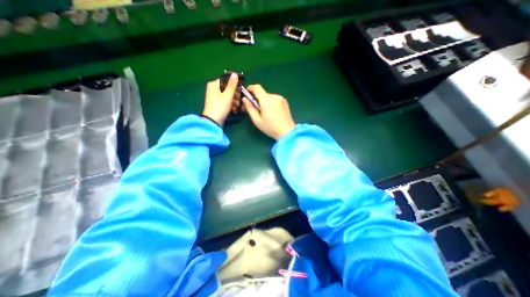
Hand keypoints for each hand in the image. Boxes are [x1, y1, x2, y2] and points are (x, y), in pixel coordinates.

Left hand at [204, 73, 239, 125]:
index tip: (241, 89)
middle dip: (235, 94)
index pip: (226, 80)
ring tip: (239, 106)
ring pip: (227, 95)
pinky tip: (235, 109)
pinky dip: (231, 104)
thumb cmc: (220, 106)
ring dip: (234, 100)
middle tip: (241, 99)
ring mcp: (215, 97)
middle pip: (227, 88)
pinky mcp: (217, 104)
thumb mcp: (228, 95)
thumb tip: (235, 74)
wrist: (213, 120)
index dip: (235, 84)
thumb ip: (232, 85)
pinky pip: (225, 101)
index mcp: (214, 84)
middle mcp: (213, 89)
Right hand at [243, 83, 295, 139]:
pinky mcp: (285, 102)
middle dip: (258, 99)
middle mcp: (274, 96)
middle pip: (263, 94)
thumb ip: (250, 108)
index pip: (257, 88)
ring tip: (266, 114)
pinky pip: (275, 100)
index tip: (247, 93)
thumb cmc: (270, 127)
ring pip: (269, 97)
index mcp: (266, 100)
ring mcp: (281, 98)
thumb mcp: (257, 120)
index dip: (250, 88)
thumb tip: (244, 99)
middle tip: (256, 110)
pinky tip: (273, 113)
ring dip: (265, 102)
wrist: (287, 132)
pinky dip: (271, 103)